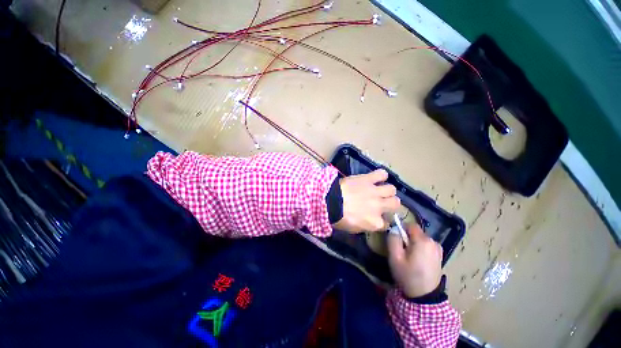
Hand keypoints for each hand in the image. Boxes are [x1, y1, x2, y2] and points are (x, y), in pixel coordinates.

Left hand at [333, 169, 399, 232]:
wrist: (330, 201)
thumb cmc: (338, 217)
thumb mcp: (352, 228)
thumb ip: (365, 225)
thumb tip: (369, 221)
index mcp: (375, 223)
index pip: (386, 224)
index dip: (382, 220)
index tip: (377, 218)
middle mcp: (379, 207)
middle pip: (395, 203)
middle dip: (391, 203)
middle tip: (382, 202)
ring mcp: (374, 192)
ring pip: (392, 189)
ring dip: (387, 190)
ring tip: (379, 189)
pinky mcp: (367, 179)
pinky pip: (381, 174)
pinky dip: (381, 175)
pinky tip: (377, 177)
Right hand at [387, 223, 442, 297]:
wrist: (425, 297)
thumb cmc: (408, 275)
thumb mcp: (395, 257)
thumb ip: (393, 239)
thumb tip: (395, 229)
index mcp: (423, 240)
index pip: (410, 225)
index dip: (401, 229)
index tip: (397, 239)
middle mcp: (433, 242)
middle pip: (416, 232)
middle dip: (407, 238)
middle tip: (402, 251)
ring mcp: (438, 249)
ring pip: (421, 238)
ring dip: (414, 243)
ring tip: (410, 257)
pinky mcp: (439, 255)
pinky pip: (426, 245)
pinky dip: (420, 249)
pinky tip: (418, 260)